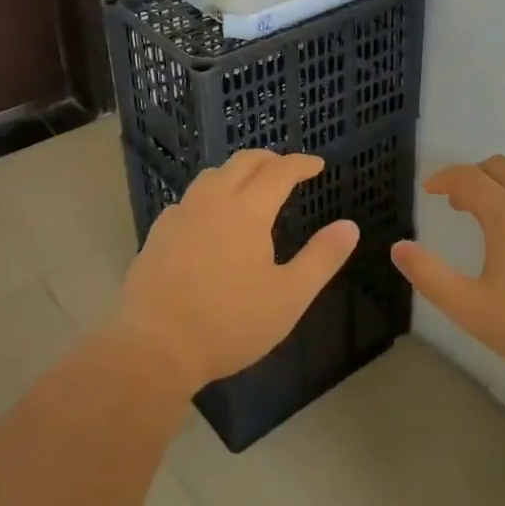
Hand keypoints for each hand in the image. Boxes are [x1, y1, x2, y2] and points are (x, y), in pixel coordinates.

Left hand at [119, 150, 359, 390]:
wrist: (155, 346)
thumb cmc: (230, 322)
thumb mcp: (289, 296)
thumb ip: (322, 258)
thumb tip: (350, 226)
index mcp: (247, 210)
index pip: (280, 171)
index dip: (301, 164)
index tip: (317, 165)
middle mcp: (213, 201)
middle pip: (243, 162)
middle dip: (269, 159)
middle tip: (286, 168)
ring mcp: (180, 215)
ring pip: (211, 175)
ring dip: (236, 171)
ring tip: (249, 186)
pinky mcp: (158, 234)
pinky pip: (189, 199)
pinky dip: (209, 195)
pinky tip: (209, 218)